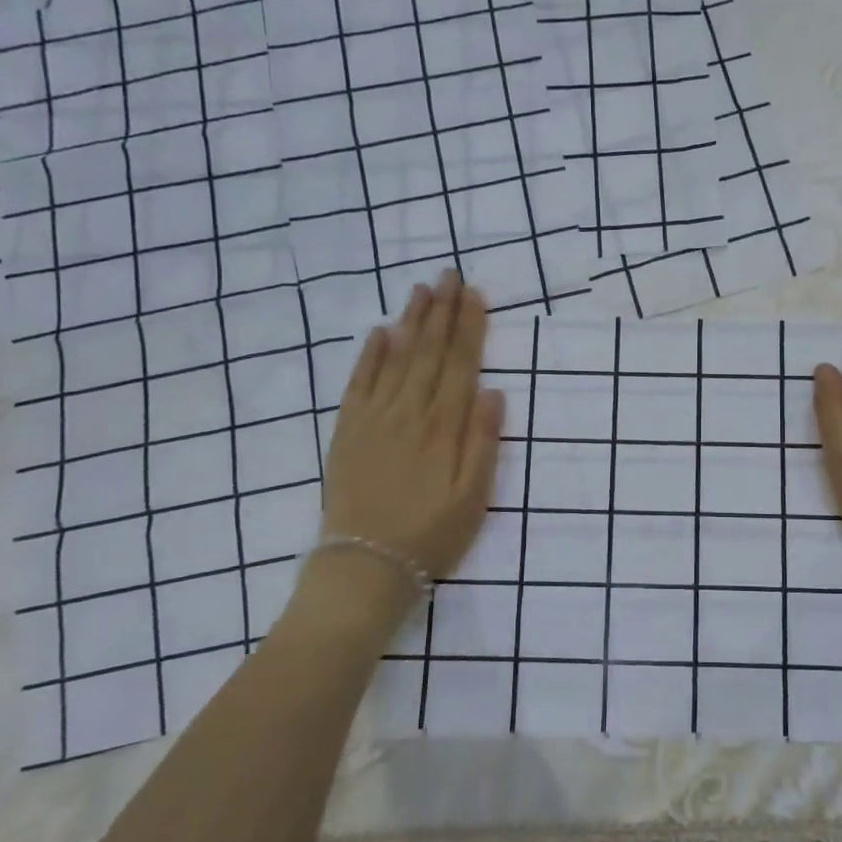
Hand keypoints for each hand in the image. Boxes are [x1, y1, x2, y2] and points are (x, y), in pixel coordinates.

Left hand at [312, 272, 504, 619]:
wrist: (365, 566)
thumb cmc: (431, 535)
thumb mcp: (474, 497)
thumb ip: (484, 442)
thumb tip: (494, 392)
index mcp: (444, 427)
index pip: (461, 364)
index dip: (469, 327)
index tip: (475, 293)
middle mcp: (409, 412)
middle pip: (429, 352)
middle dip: (442, 311)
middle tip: (449, 274)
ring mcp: (374, 418)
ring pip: (396, 358)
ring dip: (410, 322)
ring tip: (421, 290)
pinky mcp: (348, 431)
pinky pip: (359, 383)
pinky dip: (369, 355)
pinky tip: (379, 332)